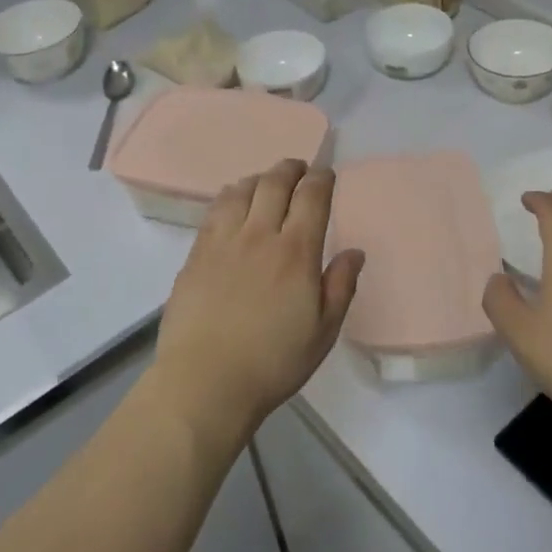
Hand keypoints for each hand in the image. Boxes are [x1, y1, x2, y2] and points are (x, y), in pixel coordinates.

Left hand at [152, 160, 364, 449]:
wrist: (205, 382)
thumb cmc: (273, 362)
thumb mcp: (323, 332)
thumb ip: (341, 286)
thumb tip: (354, 252)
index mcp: (296, 252)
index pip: (312, 197)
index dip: (322, 179)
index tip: (327, 175)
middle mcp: (259, 235)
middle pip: (275, 183)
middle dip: (291, 169)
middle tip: (300, 169)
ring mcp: (223, 241)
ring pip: (242, 190)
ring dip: (260, 178)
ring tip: (267, 182)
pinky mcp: (196, 253)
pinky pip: (215, 209)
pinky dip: (230, 195)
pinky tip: (233, 202)